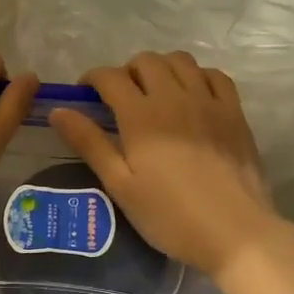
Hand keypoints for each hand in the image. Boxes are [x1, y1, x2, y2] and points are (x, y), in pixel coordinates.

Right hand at [49, 52, 286, 279]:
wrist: (235, 232)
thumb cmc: (170, 215)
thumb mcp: (121, 185)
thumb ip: (90, 143)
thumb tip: (58, 110)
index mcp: (141, 115)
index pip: (110, 77)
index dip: (92, 78)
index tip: (85, 94)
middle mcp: (174, 97)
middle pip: (146, 61)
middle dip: (126, 71)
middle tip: (121, 98)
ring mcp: (208, 101)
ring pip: (181, 61)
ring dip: (161, 68)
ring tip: (156, 92)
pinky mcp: (234, 113)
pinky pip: (215, 75)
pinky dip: (197, 76)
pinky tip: (193, 96)